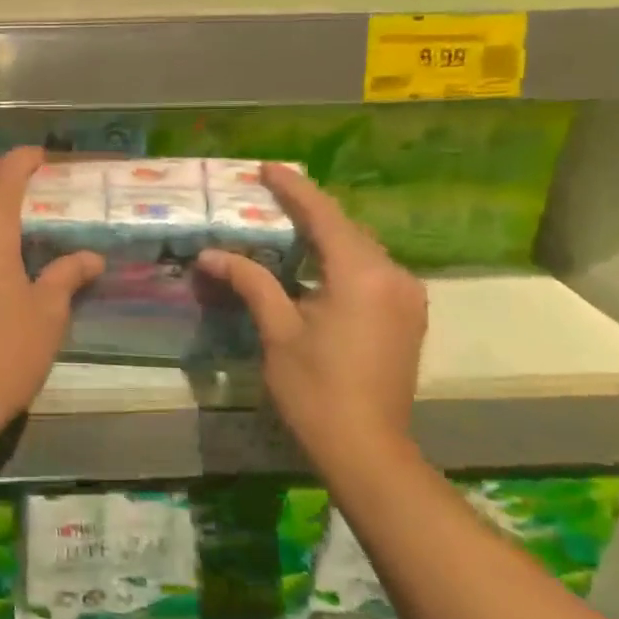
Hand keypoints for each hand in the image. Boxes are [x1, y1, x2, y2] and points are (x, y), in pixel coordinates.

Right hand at [197, 164, 425, 468]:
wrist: (368, 450)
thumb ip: (250, 283)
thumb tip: (211, 255)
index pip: (324, 216)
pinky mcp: (407, 317)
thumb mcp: (278, 332)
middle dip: (309, 210)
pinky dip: (340, 260)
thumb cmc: (316, 390)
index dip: (294, 189)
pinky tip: (315, 265)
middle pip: (346, 229)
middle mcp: (393, 277)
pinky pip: (371, 271)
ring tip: (287, 225)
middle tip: (270, 195)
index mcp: (362, 275)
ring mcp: (407, 298)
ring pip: (360, 250)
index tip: (267, 168)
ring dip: (325, 236)